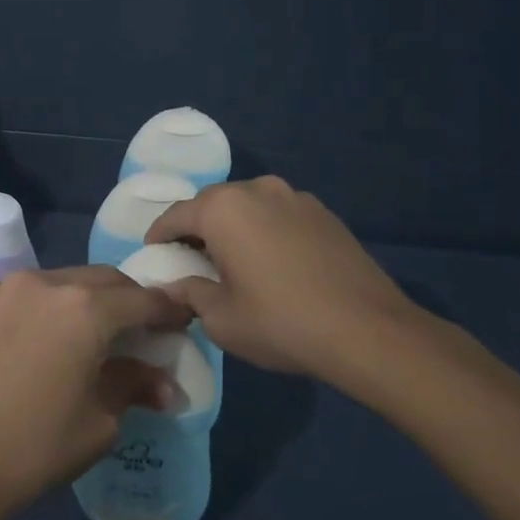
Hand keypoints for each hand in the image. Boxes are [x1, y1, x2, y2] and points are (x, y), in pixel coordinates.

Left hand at [0, 266, 188, 514]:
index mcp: (85, 307)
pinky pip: (36, 294)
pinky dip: (59, 306)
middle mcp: (48, 283)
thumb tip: (164, 385)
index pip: (141, 300)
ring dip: (93, 300)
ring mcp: (10, 290)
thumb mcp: (97, 422)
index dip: (168, 310)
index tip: (185, 321)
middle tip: (146, 330)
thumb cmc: (32, 446)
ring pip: (67, 282)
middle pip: (104, 281)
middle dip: (131, 301)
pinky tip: (61, 337)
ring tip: (104, 334)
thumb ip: (132, 387)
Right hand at [145, 176, 429, 384]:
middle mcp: (257, 189)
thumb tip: (174, 285)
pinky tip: (272, 262)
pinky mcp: (323, 213)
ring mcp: (295, 197)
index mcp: (223, 208)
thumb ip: (190, 293)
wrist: (367, 330)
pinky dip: (265, 231)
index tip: (152, 253)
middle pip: (212, 204)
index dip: (159, 235)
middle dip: (197, 228)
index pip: (176, 215)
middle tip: (190, 259)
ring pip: (248, 206)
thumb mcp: (221, 319)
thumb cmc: (281, 322)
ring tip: (233, 260)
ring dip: (233, 227)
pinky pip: (278, 215)